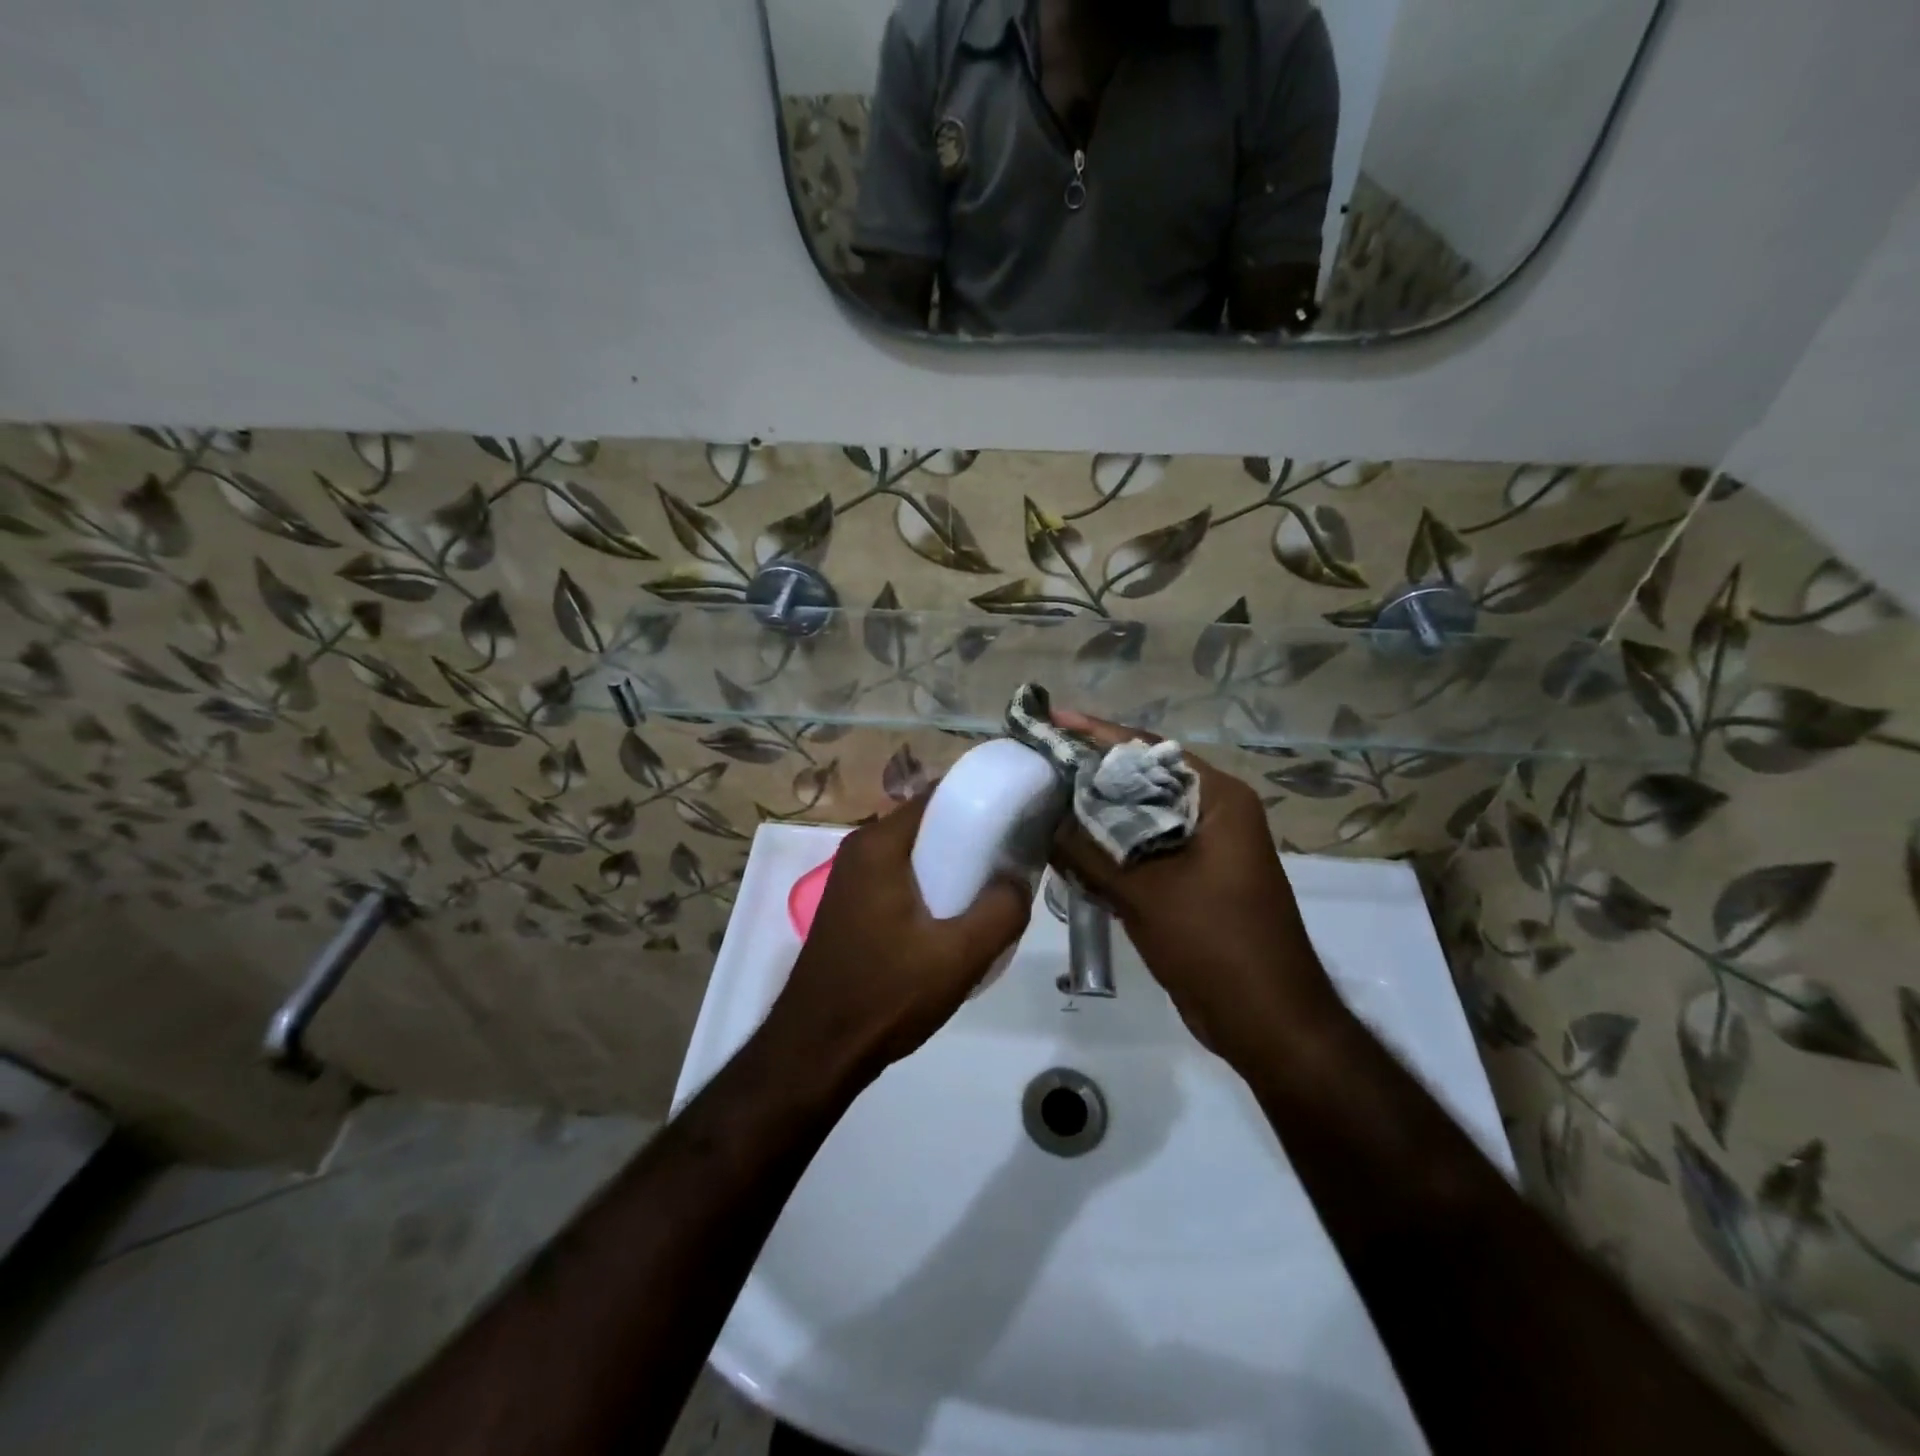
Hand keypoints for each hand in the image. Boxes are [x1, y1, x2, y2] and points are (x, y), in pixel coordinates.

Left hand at [766, 791, 1032, 1079]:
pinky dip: (930, 885)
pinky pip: (901, 877)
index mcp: (879, 844)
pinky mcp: (852, 905)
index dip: (982, 799)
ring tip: (992, 890)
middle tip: (1013, 859)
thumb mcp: (959, 956)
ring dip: (952, 865)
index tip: (1020, 816)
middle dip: (972, 835)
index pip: (939, 795)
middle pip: (928, 823)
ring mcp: (851, 878)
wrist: (818, 1050)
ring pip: (915, 854)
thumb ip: (1001, 911)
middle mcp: (860, 849)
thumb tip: (1019, 879)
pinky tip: (955, 918)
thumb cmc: (886, 995)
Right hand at [1049, 711, 1344, 1065]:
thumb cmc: (1215, 943)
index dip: (1096, 733)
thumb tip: (1043, 819)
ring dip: (1095, 816)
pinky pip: (1141, 852)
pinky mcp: (1190, 881)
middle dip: (1090, 775)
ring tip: (1041, 802)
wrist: (1266, 1022)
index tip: (1050, 720)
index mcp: (1217, 799)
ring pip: (1138, 819)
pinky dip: (1107, 850)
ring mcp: (1203, 849)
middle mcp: (1213, 814)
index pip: (1148, 750)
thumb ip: (1089, 851)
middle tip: (1036, 766)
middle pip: (1141, 781)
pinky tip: (1065, 850)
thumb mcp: (1146, 891)